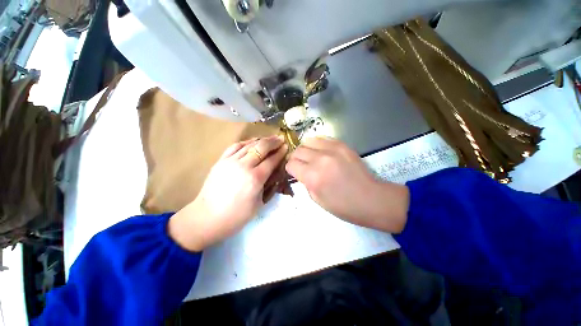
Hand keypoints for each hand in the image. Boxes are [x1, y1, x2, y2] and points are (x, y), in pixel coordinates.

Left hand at [168, 136, 287, 251]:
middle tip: (280, 138)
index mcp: (255, 178)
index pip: (271, 160)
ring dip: (261, 140)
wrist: (207, 218)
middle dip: (273, 142)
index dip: (280, 152)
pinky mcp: (221, 161)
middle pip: (261, 147)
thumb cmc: (236, 216)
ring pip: (249, 144)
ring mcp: (230, 161)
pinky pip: (235, 146)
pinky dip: (246, 142)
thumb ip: (268, 185)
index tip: (286, 146)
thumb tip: (274, 172)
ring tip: (269, 138)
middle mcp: (243, 166)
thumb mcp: (259, 203)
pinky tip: (252, 142)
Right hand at [285, 137, 408, 232]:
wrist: (371, 198)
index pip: (291, 164)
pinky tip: (321, 152)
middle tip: (302, 165)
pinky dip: (317, 145)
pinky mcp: (342, 145)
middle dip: (296, 159)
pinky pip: (322, 138)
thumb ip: (305, 182)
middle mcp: (320, 159)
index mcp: (312, 176)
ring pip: (308, 141)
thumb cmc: (343, 206)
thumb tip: (301, 172)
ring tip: (311, 157)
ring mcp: (332, 149)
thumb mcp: (317, 199)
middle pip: (297, 151)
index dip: (290, 169)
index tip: (295, 172)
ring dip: (305, 150)